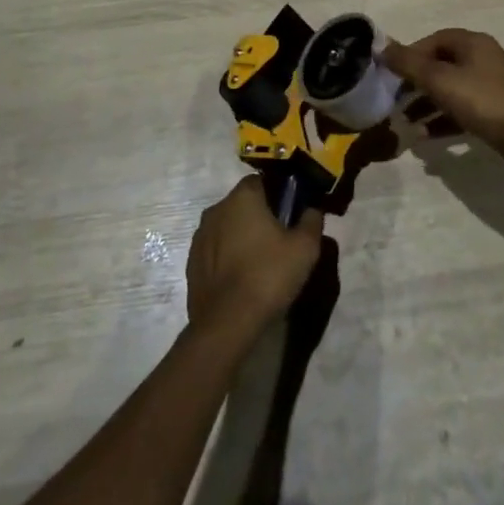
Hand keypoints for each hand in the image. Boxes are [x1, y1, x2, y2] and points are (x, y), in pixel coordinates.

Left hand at [186, 177, 324, 340]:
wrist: (227, 323)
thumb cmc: (269, 275)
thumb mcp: (305, 247)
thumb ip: (311, 220)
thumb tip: (311, 209)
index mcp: (242, 198)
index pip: (261, 181)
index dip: (278, 194)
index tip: (290, 214)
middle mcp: (216, 209)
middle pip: (242, 204)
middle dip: (259, 216)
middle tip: (279, 239)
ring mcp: (200, 237)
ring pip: (227, 227)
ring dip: (241, 237)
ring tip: (260, 263)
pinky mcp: (192, 263)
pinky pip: (215, 251)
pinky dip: (227, 258)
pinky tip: (242, 279)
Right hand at [380, 28, 503, 166]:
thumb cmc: (482, 100)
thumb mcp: (440, 79)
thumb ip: (409, 63)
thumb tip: (381, 48)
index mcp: (472, 43)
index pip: (433, 40)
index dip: (410, 54)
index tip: (391, 74)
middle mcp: (482, 58)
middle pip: (440, 65)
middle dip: (415, 82)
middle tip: (394, 100)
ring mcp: (490, 85)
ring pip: (449, 89)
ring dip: (426, 104)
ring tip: (405, 121)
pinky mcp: (495, 110)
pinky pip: (461, 110)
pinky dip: (442, 119)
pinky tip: (424, 136)